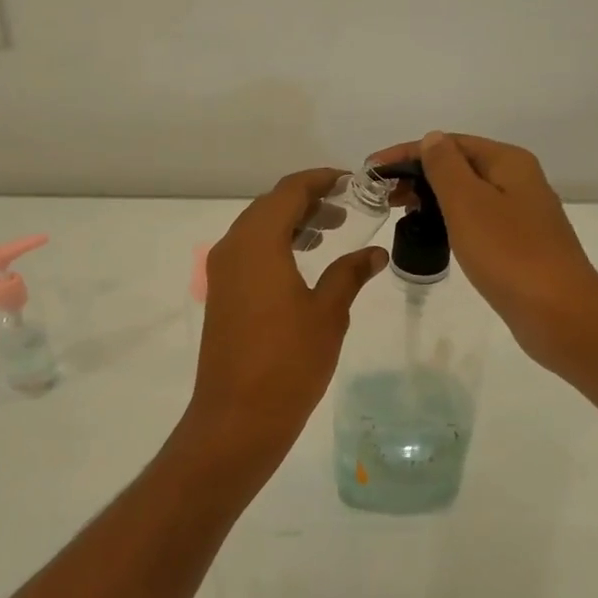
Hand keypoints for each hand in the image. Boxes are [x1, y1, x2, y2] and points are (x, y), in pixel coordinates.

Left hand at [182, 168, 388, 480]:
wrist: (237, 417)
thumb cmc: (288, 361)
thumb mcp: (329, 313)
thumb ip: (350, 273)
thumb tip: (375, 253)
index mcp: (258, 242)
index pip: (289, 191)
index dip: (321, 180)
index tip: (352, 182)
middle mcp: (233, 247)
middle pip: (270, 205)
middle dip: (307, 200)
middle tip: (346, 208)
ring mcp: (222, 271)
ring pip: (257, 228)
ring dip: (291, 222)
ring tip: (329, 231)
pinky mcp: (221, 293)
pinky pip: (249, 251)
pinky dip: (276, 244)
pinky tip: (303, 262)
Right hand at [368, 131, 597, 370]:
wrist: (560, 314)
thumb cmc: (509, 253)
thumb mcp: (468, 203)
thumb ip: (445, 167)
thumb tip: (432, 139)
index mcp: (508, 162)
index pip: (449, 143)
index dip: (407, 152)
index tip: (372, 169)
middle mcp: (518, 180)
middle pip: (460, 165)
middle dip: (418, 174)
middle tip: (382, 195)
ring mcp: (521, 213)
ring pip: (468, 193)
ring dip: (432, 197)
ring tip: (400, 212)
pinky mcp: (520, 243)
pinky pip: (477, 219)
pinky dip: (450, 219)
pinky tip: (433, 234)